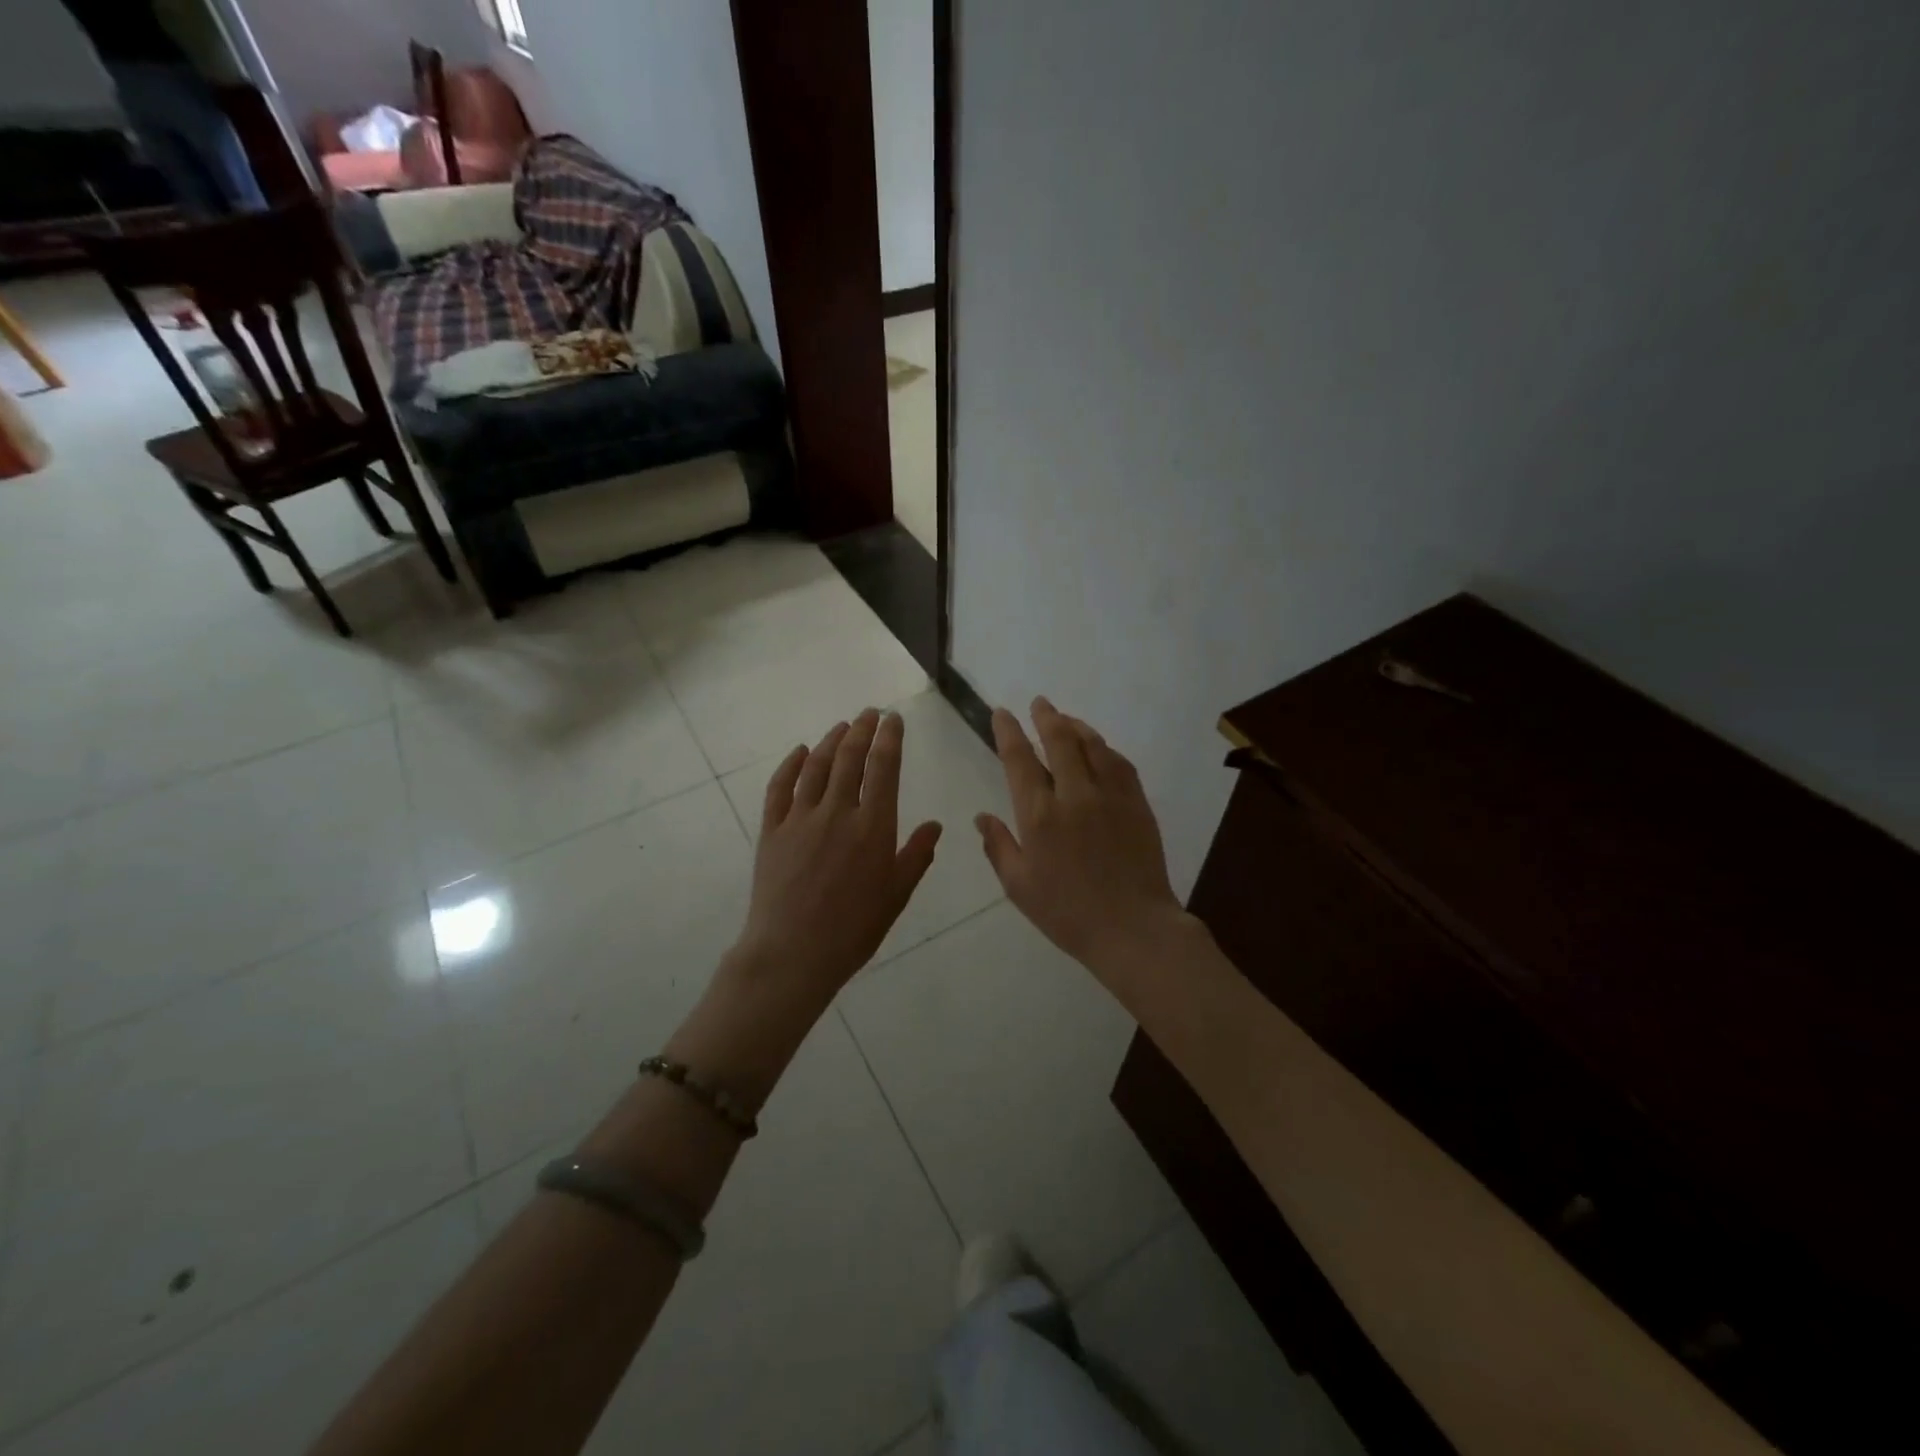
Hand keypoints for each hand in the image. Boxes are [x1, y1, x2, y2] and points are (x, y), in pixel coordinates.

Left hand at [728, 708, 942, 1012]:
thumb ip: (917, 855)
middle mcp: (838, 812)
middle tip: (869, 714)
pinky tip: (799, 752)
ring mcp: (800, 818)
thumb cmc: (854, 929)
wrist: (793, 953)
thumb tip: (935, 824)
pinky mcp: (772, 830)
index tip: (893, 719)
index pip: (884, 768)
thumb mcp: (897, 895)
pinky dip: (790, 765)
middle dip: (861, 730)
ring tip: (841, 726)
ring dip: (830, 741)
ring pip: (816, 766)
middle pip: (850, 758)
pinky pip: (779, 788)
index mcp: (873, 826)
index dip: (889, 739)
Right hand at [976, 698, 1190, 980]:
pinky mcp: (1137, 803)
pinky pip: (1119, 763)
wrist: (1132, 928)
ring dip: (1076, 726)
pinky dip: (1105, 749)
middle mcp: (1074, 794)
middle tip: (1039, 703)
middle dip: (1046, 716)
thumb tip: (982, 816)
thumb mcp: (1019, 886)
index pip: (1019, 759)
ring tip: (1065, 719)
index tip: (1002, 714)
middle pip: (1059, 740)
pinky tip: (1099, 748)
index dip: (1008, 731)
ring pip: (1092, 745)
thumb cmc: (1067, 913)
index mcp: (1039, 815)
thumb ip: (999, 846)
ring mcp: (1110, 795)